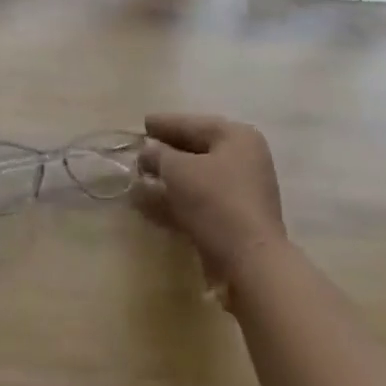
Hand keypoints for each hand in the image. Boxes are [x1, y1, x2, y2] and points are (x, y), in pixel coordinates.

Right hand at [134, 114, 285, 290]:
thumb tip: (148, 151)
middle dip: (165, 154)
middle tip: (139, 151)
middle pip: (196, 151)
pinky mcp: (234, 221)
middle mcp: (244, 160)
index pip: (193, 124)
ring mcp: (241, 193)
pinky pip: (199, 203)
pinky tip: (146, 205)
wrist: (249, 262)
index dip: (165, 123)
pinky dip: (174, 202)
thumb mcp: (178, 170)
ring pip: (196, 180)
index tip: (143, 123)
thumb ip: (158, 155)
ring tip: (136, 180)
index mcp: (236, 137)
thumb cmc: (215, 200)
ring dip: (166, 181)